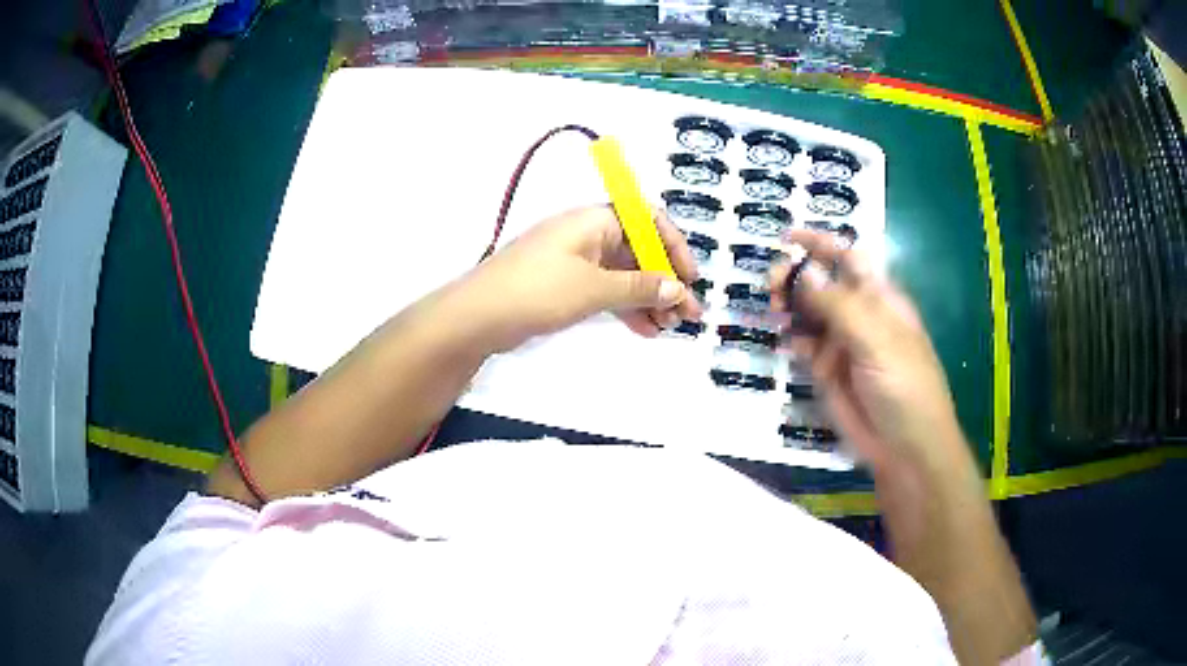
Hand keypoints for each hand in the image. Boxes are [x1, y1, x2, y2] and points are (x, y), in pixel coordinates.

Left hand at [457, 205, 702, 351]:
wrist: (477, 316)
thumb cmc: (536, 290)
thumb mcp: (593, 288)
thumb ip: (638, 287)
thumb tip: (677, 288)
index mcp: (594, 220)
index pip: (646, 220)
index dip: (673, 246)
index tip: (690, 277)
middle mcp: (588, 235)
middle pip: (638, 250)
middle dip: (665, 280)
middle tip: (688, 313)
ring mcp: (576, 261)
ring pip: (624, 274)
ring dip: (649, 297)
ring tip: (670, 326)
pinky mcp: (565, 285)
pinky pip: (606, 290)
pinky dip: (626, 307)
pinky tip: (644, 329)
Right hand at [769, 229, 973, 477]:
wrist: (905, 448)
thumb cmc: (905, 386)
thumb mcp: (878, 341)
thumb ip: (840, 306)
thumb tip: (805, 272)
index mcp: (879, 298)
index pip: (848, 258)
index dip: (820, 243)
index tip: (787, 237)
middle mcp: (858, 315)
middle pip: (822, 283)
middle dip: (796, 276)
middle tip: (772, 285)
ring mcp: (842, 344)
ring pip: (808, 313)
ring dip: (789, 306)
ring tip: (773, 310)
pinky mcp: (827, 372)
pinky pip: (804, 347)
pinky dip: (792, 340)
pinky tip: (785, 342)